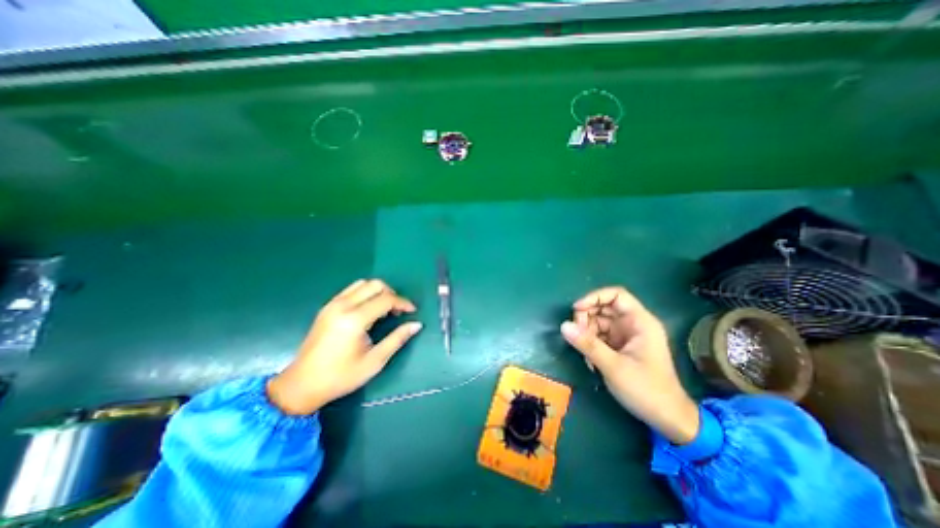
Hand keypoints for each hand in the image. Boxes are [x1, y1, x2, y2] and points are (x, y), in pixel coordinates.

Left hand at [268, 278, 422, 413]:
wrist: (301, 385)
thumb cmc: (341, 376)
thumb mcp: (374, 361)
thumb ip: (397, 339)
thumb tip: (416, 325)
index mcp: (354, 319)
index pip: (386, 299)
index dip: (403, 303)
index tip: (413, 311)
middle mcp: (343, 306)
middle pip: (375, 285)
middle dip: (392, 294)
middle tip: (398, 310)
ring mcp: (333, 304)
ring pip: (362, 284)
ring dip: (378, 291)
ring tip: (385, 309)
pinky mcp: (327, 307)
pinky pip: (351, 290)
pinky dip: (365, 293)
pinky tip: (369, 309)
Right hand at [557, 286, 696, 442]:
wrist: (667, 419)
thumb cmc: (646, 390)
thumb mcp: (614, 366)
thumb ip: (588, 344)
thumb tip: (563, 326)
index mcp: (640, 322)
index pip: (616, 295)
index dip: (594, 297)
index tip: (576, 309)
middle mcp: (633, 324)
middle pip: (604, 308)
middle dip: (586, 318)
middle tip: (576, 334)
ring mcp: (626, 336)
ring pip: (599, 322)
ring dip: (587, 334)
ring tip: (584, 353)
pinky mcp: (620, 347)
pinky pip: (600, 336)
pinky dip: (591, 344)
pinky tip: (590, 361)